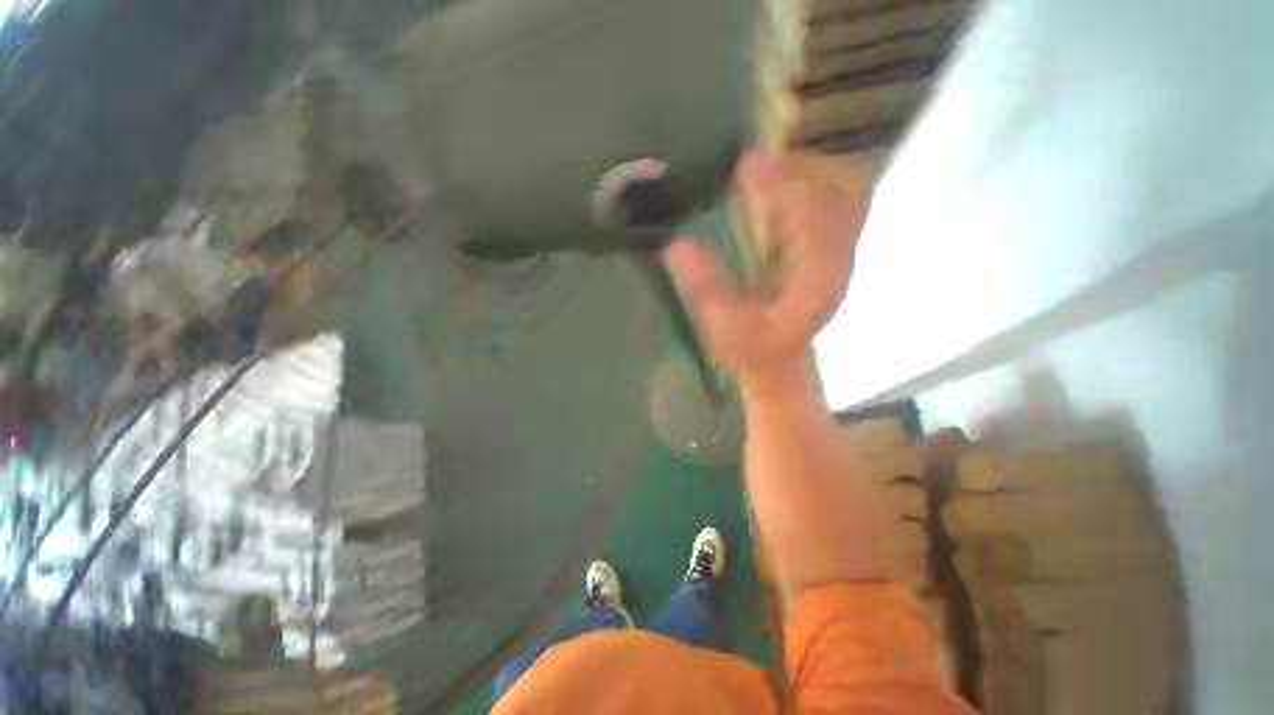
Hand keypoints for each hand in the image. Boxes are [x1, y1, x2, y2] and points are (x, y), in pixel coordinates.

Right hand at [663, 151, 870, 380]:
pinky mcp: (832, 248)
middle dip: (799, 169)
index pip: (815, 219)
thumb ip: (704, 289)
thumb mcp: (722, 327)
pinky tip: (779, 183)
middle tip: (754, 161)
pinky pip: (836, 201)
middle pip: (843, 195)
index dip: (784, 188)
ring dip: (807, 171)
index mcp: (815, 282)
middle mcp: (837, 261)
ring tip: (765, 167)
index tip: (745, 166)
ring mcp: (840, 252)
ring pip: (845, 193)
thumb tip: (676, 246)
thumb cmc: (751, 348)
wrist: (779, 358)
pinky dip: (810, 182)